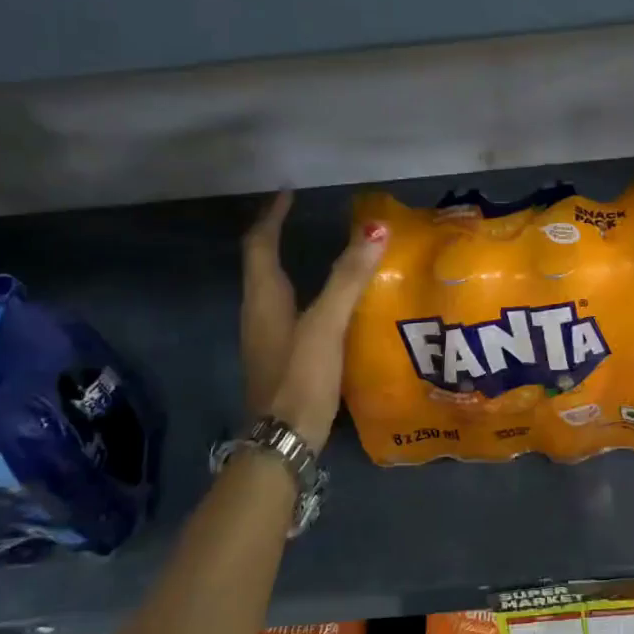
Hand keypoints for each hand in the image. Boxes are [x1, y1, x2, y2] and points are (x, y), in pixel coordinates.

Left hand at [240, 191, 388, 452]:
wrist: (284, 441)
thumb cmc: (300, 377)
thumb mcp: (326, 324)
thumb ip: (348, 277)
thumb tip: (375, 229)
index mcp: (263, 299)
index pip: (259, 244)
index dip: (272, 216)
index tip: (288, 192)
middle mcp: (258, 314)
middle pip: (262, 264)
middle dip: (277, 236)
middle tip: (303, 218)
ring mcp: (267, 339)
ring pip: (274, 289)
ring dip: (290, 264)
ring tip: (319, 252)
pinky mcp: (281, 359)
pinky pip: (288, 312)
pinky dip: (304, 294)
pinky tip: (330, 305)